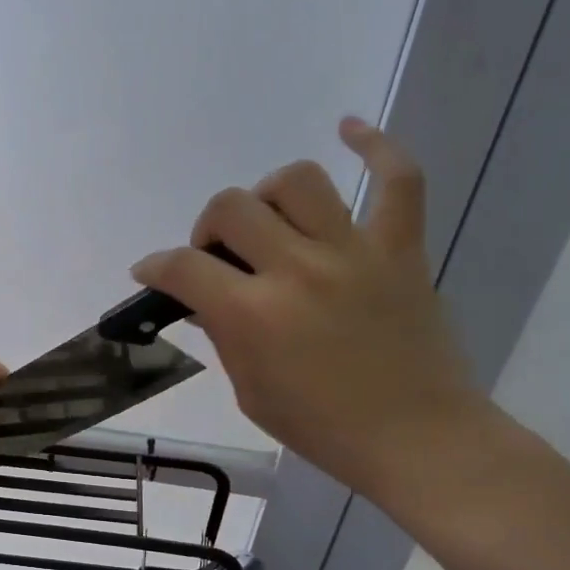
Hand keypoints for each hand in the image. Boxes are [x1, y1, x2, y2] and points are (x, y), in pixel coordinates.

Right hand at [131, 117, 485, 501]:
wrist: (417, 439)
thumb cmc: (324, 428)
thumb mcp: (251, 391)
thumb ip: (224, 335)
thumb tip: (206, 299)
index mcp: (254, 315)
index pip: (183, 267)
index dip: (156, 266)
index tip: (152, 272)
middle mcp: (298, 269)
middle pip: (232, 207)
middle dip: (209, 229)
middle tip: (219, 258)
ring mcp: (354, 251)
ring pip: (298, 181)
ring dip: (269, 196)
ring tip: (271, 222)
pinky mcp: (401, 248)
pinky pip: (398, 178)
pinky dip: (376, 146)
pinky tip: (349, 130)